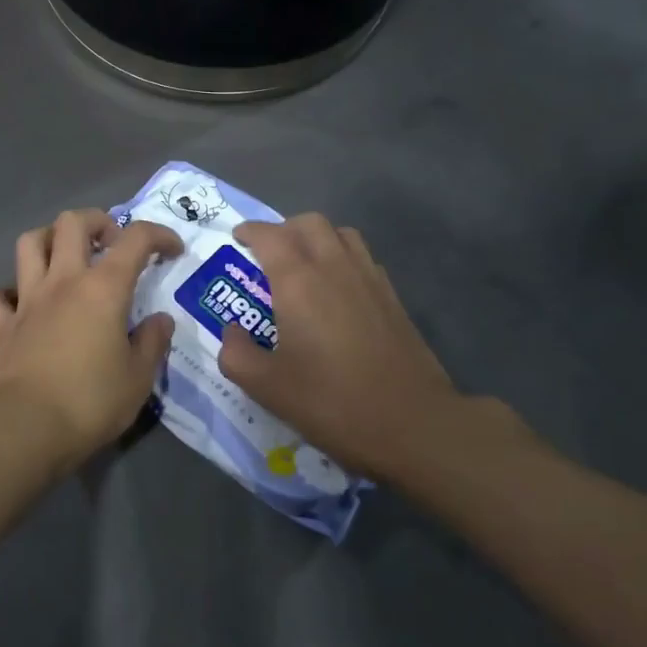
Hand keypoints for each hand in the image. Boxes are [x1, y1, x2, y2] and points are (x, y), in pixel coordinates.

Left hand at [0, 210, 183, 468]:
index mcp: (103, 288)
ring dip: (49, 240)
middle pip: (72, 222)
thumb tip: (160, 320)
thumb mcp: (138, 378)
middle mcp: (63, 281)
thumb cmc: (90, 401)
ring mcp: (27, 300)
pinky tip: (23, 305)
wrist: (26, 427)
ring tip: (65, 258)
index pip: (135, 240)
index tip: (172, 250)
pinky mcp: (1, 325)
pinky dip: (9, 293)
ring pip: (29, 243)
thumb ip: (152, 342)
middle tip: (111, 243)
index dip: (158, 235)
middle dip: (97, 221)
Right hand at [215, 214, 526, 482]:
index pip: (270, 236)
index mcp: (298, 282)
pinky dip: (343, 257)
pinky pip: (363, 258)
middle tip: (267, 252)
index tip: (237, 238)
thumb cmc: (332, 402)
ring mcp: (369, 279)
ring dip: (316, 238)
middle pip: (309, 223)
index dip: (250, 231)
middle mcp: (334, 268)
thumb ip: (236, 354)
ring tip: (302, 264)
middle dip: (283, 228)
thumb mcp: (267, 387)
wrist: (413, 423)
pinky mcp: (392, 298)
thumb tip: (232, 331)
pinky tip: (337, 289)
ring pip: (341, 234)